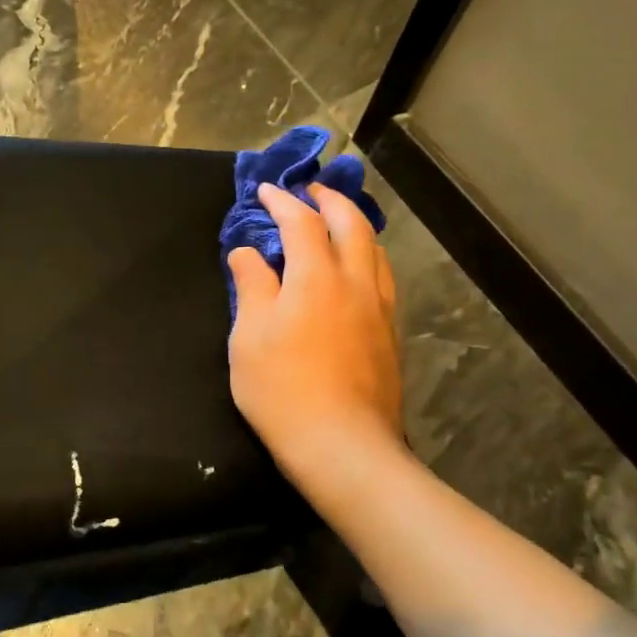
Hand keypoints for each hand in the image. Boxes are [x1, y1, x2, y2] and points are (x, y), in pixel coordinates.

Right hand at [227, 182, 406, 496]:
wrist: (342, 445)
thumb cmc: (282, 390)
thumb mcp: (249, 337)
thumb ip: (251, 286)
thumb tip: (247, 252)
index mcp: (315, 278)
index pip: (301, 223)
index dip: (282, 202)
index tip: (266, 191)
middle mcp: (355, 283)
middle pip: (351, 224)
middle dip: (329, 200)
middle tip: (310, 191)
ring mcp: (379, 309)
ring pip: (374, 249)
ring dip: (354, 224)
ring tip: (335, 221)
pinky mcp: (389, 334)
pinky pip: (381, 276)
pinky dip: (366, 255)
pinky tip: (355, 269)